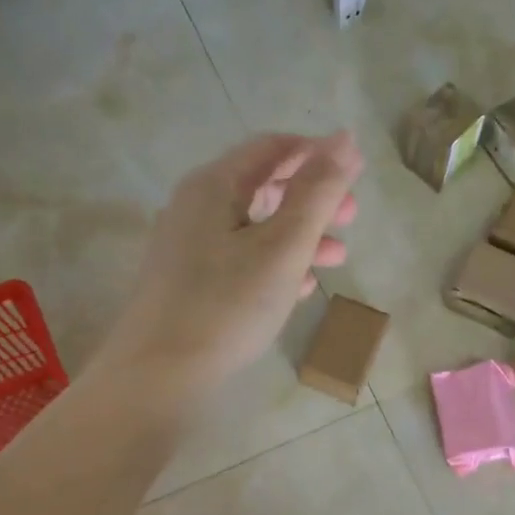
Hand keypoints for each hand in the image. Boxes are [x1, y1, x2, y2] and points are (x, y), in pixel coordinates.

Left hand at [98, 132, 361, 393]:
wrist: (159, 374)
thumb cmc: (227, 305)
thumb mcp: (283, 246)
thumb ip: (317, 192)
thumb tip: (346, 139)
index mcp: (214, 185)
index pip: (271, 148)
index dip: (316, 153)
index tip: (355, 172)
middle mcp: (195, 207)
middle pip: (262, 187)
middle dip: (311, 199)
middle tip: (352, 218)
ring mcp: (187, 247)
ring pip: (253, 228)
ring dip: (298, 236)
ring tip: (336, 257)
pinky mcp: (187, 284)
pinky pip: (238, 260)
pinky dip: (273, 264)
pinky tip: (299, 287)